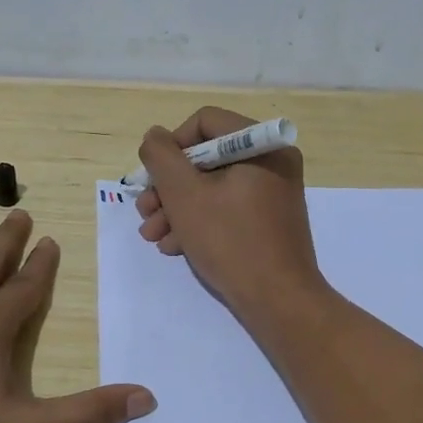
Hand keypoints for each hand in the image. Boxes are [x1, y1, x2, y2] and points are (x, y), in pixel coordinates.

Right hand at [134, 107, 324, 319]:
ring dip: (176, 208)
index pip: (205, 122)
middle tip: (145, 212)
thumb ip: (162, 157)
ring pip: (212, 187)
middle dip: (168, 186)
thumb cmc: (230, 241)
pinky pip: (227, 209)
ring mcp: (272, 193)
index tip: (152, 177)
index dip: (171, 146)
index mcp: (261, 145)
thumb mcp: (184, 194)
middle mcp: (272, 162)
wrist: (278, 300)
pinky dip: (199, 222)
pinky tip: (174, 246)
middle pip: (206, 158)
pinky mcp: (268, 221)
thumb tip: (154, 137)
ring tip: (153, 236)